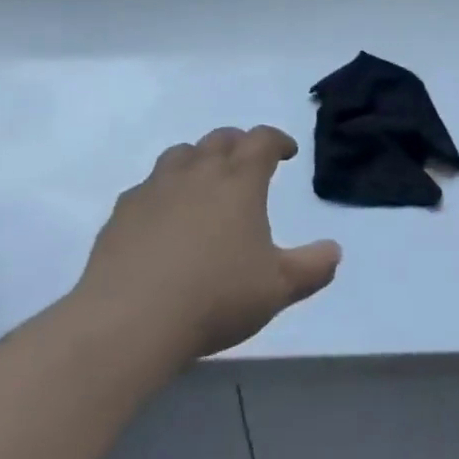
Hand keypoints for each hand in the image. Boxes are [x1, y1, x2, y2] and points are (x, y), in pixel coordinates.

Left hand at [75, 126, 340, 366]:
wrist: (130, 319)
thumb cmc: (215, 296)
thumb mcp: (277, 288)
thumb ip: (312, 267)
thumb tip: (335, 251)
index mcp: (239, 180)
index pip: (262, 140)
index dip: (277, 140)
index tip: (286, 152)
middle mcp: (198, 171)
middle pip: (220, 139)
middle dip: (238, 144)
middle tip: (247, 162)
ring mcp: (155, 187)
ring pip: (181, 154)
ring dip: (197, 159)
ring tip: (203, 182)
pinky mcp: (123, 211)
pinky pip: (147, 187)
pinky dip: (162, 191)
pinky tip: (162, 218)